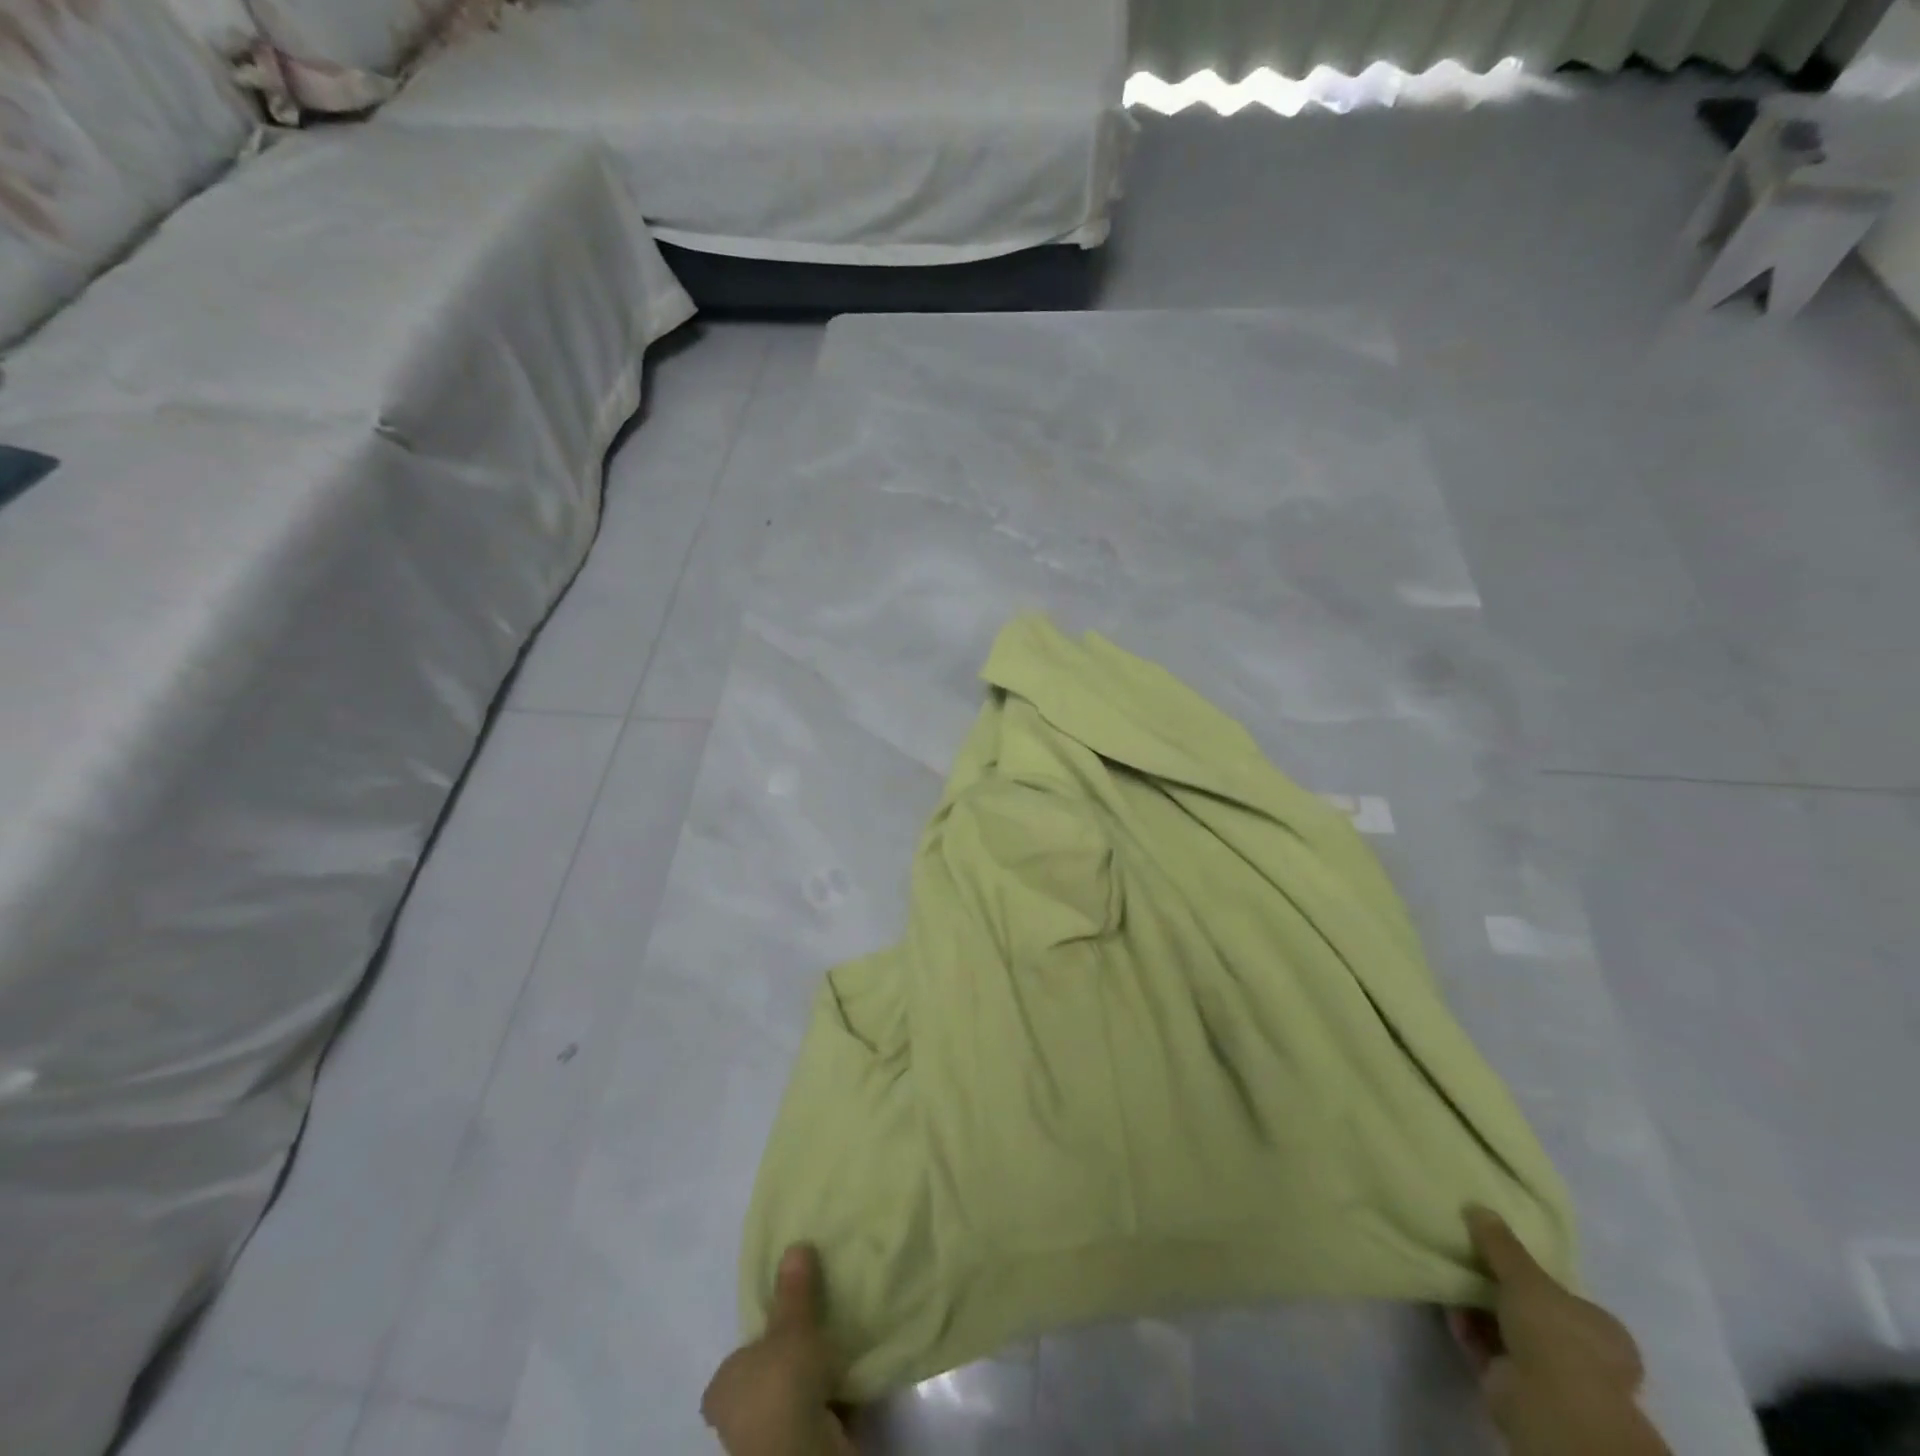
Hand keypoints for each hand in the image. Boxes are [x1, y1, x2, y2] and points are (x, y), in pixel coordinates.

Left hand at [702, 1244, 856, 1455]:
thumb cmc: (783, 1387)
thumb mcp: (792, 1327)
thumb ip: (795, 1290)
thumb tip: (795, 1244)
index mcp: (723, 1386)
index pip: (739, 1359)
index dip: (762, 1339)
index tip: (789, 1320)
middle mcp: (738, 1417)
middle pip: (769, 1376)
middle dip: (794, 1357)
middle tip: (824, 1322)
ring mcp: (769, 1441)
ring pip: (796, 1397)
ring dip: (818, 1379)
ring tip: (846, 1340)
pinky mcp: (801, 1450)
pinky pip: (820, 1415)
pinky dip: (836, 1399)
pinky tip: (856, 1373)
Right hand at [1449, 1207, 1668, 1455]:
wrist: (1548, 1402)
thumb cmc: (1554, 1332)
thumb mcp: (1524, 1273)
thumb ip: (1500, 1241)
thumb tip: (1477, 1206)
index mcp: (1602, 1329)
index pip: (1565, 1296)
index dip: (1531, 1275)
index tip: (1496, 1255)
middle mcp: (1584, 1355)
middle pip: (1531, 1312)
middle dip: (1496, 1290)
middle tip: (1466, 1262)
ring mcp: (1552, 1375)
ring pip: (1505, 1329)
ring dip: (1476, 1308)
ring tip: (1449, 1280)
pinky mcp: (1518, 1387)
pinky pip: (1486, 1346)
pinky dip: (1467, 1329)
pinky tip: (1448, 1309)